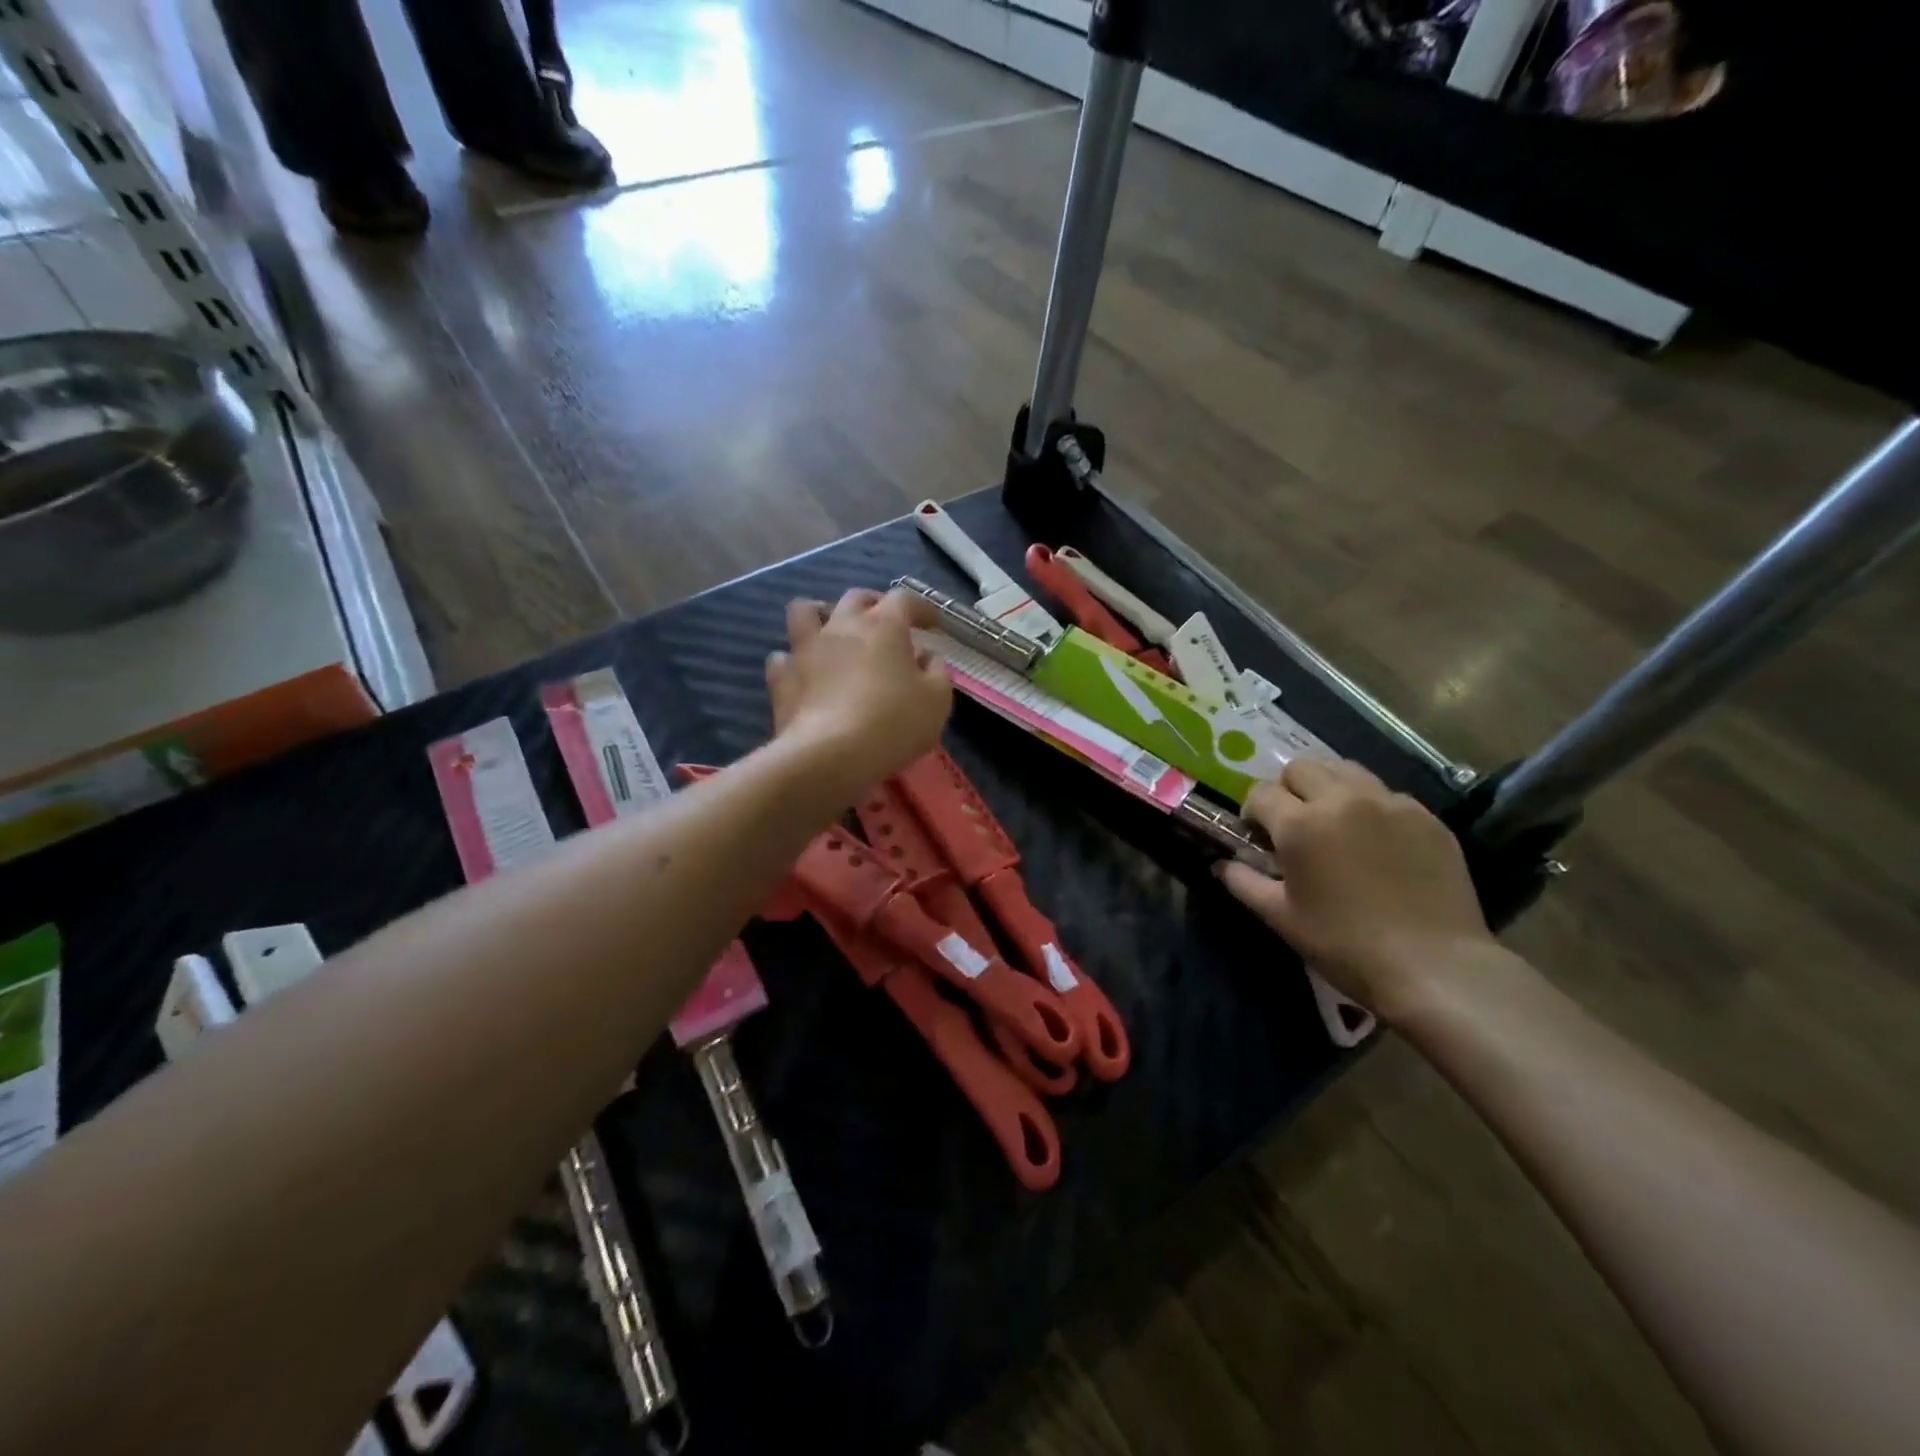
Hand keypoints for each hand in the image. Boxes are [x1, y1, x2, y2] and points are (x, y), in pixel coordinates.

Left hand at [766, 589, 952, 784]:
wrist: (830, 755)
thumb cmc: (893, 723)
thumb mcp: (936, 700)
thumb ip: (936, 671)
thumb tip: (926, 656)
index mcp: (883, 625)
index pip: (904, 599)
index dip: (920, 608)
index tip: (931, 624)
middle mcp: (842, 626)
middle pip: (856, 598)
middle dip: (874, 604)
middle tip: (885, 624)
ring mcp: (806, 649)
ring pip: (804, 611)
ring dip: (820, 615)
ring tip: (831, 631)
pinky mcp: (781, 679)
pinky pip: (782, 657)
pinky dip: (794, 661)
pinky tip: (804, 674)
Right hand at [1218, 758, 1492, 1017]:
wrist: (1435, 967)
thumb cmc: (1345, 945)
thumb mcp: (1282, 918)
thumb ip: (1244, 883)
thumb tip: (1223, 864)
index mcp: (1300, 824)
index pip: (1260, 793)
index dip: (1252, 812)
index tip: (1258, 837)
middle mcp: (1342, 800)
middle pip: (1301, 768)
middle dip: (1288, 790)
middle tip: (1294, 825)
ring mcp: (1389, 804)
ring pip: (1345, 770)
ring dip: (1328, 788)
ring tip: (1334, 822)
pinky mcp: (1426, 817)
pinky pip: (1386, 794)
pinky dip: (1370, 806)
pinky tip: (1376, 841)